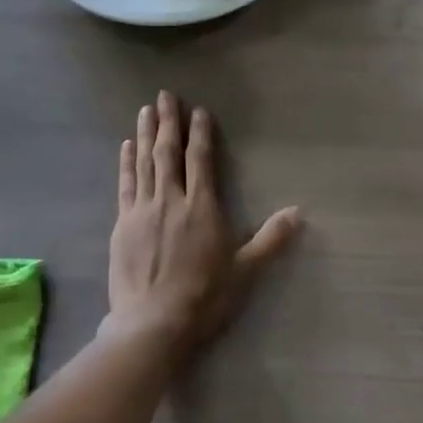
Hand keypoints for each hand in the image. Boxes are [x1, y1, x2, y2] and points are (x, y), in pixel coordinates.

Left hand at [107, 90, 300, 354]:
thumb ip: (271, 239)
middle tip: (165, 95)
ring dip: (145, 134)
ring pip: (145, 162)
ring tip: (145, 110)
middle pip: (168, 152)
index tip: (198, 111)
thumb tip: (299, 212)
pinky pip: (125, 185)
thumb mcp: (245, 272)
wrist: (152, 326)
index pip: (201, 159)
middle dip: (168, 122)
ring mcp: (143, 210)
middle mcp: (171, 200)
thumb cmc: (204, 299)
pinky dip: (126, 163)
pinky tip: (126, 146)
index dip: (200, 133)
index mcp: (202, 207)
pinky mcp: (123, 225)